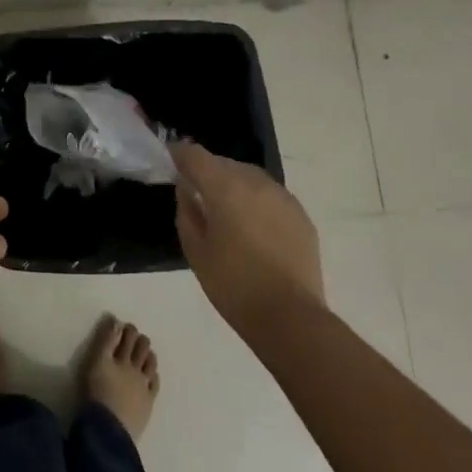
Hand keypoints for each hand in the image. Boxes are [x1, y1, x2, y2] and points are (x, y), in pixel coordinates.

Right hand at [172, 143, 323, 341]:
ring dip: (233, 185)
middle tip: (196, 192)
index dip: (180, 155)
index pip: (196, 155)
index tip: (170, 161)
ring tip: (225, 210)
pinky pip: (270, 195)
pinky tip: (253, 226)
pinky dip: (256, 201)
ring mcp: (282, 196)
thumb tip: (187, 190)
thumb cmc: (233, 285)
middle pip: (224, 163)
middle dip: (207, 172)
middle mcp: (255, 182)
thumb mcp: (196, 250)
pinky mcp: (300, 215)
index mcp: (225, 188)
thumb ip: (187, 212)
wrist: (290, 317)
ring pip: (249, 177)